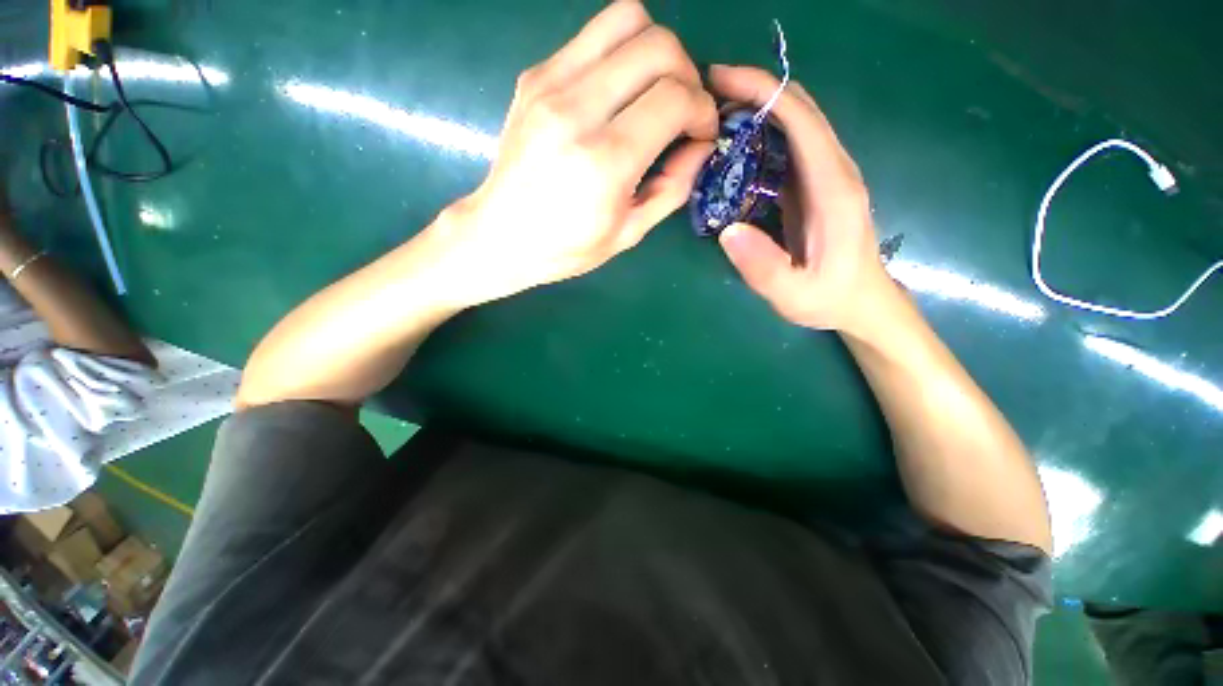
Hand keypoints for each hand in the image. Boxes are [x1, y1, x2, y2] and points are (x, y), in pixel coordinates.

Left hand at [432, 0, 717, 307]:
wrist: (500, 235)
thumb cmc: (566, 247)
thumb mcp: (629, 233)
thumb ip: (673, 187)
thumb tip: (700, 146)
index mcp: (605, 160)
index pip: (675, 97)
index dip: (702, 110)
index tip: (701, 132)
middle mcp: (578, 109)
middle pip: (658, 45)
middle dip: (687, 74)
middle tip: (682, 110)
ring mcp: (551, 83)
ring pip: (626, 18)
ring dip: (656, 50)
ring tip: (655, 91)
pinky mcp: (535, 75)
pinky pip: (594, 37)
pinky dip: (621, 54)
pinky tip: (618, 93)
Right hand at [708, 65, 889, 336]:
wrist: (861, 302)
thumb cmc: (829, 299)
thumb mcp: (793, 294)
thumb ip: (763, 267)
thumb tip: (728, 231)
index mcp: (832, 188)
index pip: (800, 121)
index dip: (761, 93)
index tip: (718, 81)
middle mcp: (834, 170)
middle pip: (800, 109)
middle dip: (754, 90)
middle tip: (706, 92)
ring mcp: (826, 175)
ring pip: (795, 123)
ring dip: (756, 107)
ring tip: (713, 113)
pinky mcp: (815, 185)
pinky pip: (789, 145)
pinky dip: (761, 132)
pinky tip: (733, 143)